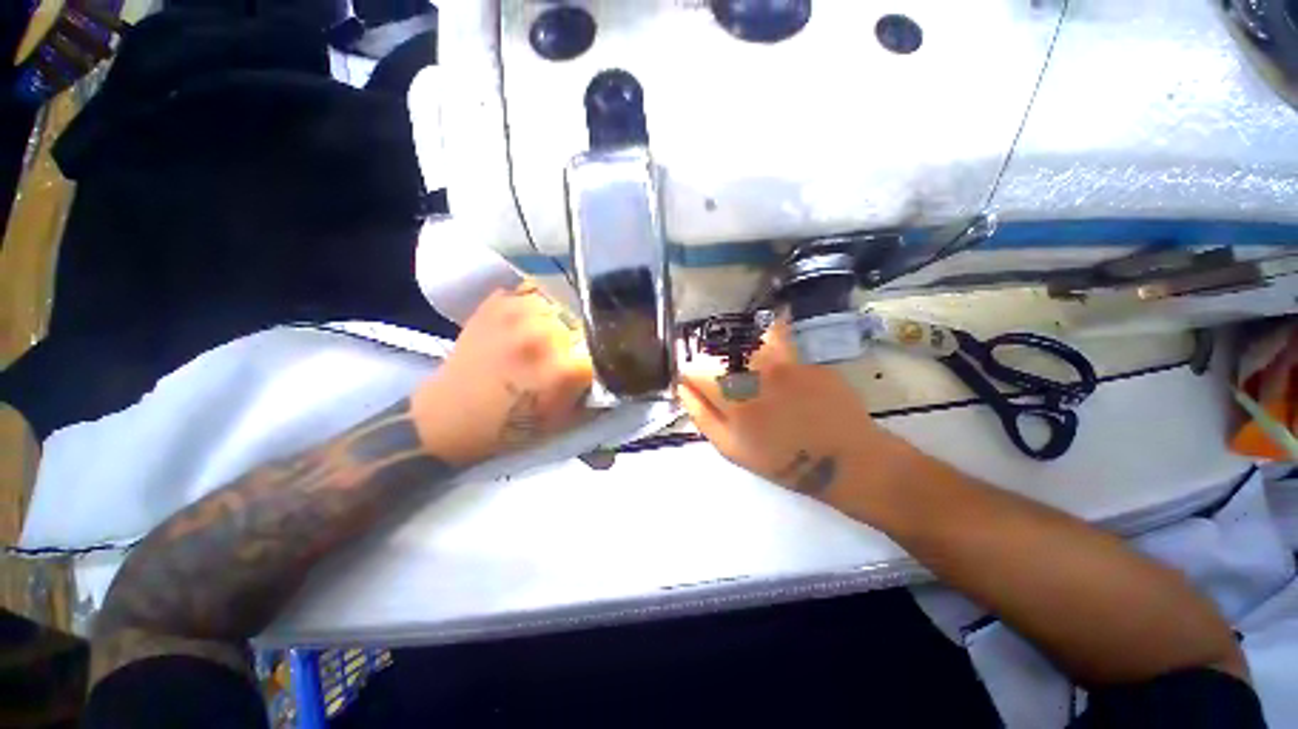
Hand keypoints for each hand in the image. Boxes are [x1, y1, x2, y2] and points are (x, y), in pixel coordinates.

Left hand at [411, 282, 593, 465]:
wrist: (450, 417)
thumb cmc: (512, 428)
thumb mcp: (566, 423)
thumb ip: (598, 400)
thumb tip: (621, 378)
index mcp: (565, 369)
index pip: (607, 351)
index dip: (606, 359)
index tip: (600, 364)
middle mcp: (546, 334)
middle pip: (586, 325)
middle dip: (583, 339)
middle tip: (572, 352)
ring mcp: (519, 313)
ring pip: (562, 304)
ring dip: (562, 320)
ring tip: (551, 335)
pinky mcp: (497, 302)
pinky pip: (533, 292)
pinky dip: (538, 305)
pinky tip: (530, 322)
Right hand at [678, 323, 906, 502]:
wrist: (845, 460)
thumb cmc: (782, 460)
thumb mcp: (731, 448)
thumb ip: (701, 415)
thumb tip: (682, 386)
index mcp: (732, 394)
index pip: (695, 367)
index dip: (691, 374)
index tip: (696, 384)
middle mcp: (755, 368)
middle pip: (719, 349)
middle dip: (717, 364)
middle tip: (729, 387)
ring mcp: (783, 359)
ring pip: (749, 340)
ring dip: (743, 352)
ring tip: (754, 376)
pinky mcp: (805, 358)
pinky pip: (778, 344)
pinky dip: (771, 351)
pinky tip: (782, 373)